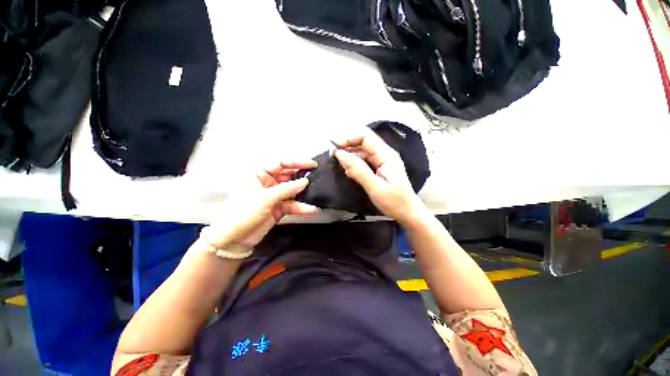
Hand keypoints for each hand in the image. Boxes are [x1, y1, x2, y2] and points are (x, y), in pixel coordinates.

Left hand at [205, 161, 318, 249]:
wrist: (233, 240)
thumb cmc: (243, 213)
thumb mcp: (265, 198)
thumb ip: (287, 189)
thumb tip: (305, 181)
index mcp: (260, 175)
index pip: (280, 164)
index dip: (296, 162)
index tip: (311, 165)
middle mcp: (268, 184)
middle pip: (288, 177)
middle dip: (302, 177)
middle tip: (317, 178)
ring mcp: (274, 197)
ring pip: (292, 191)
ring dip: (303, 193)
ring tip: (317, 193)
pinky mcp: (279, 209)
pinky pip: (292, 205)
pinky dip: (301, 207)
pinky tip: (311, 209)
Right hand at [333, 128, 425, 223]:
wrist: (408, 213)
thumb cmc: (395, 202)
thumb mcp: (375, 187)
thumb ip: (358, 170)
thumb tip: (341, 154)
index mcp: (386, 155)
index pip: (365, 137)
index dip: (349, 139)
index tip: (335, 149)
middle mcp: (384, 155)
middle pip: (363, 143)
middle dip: (347, 148)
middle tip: (333, 158)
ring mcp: (382, 162)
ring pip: (362, 153)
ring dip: (350, 158)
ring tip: (343, 169)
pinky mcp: (380, 169)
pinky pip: (364, 162)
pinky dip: (355, 166)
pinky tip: (350, 173)